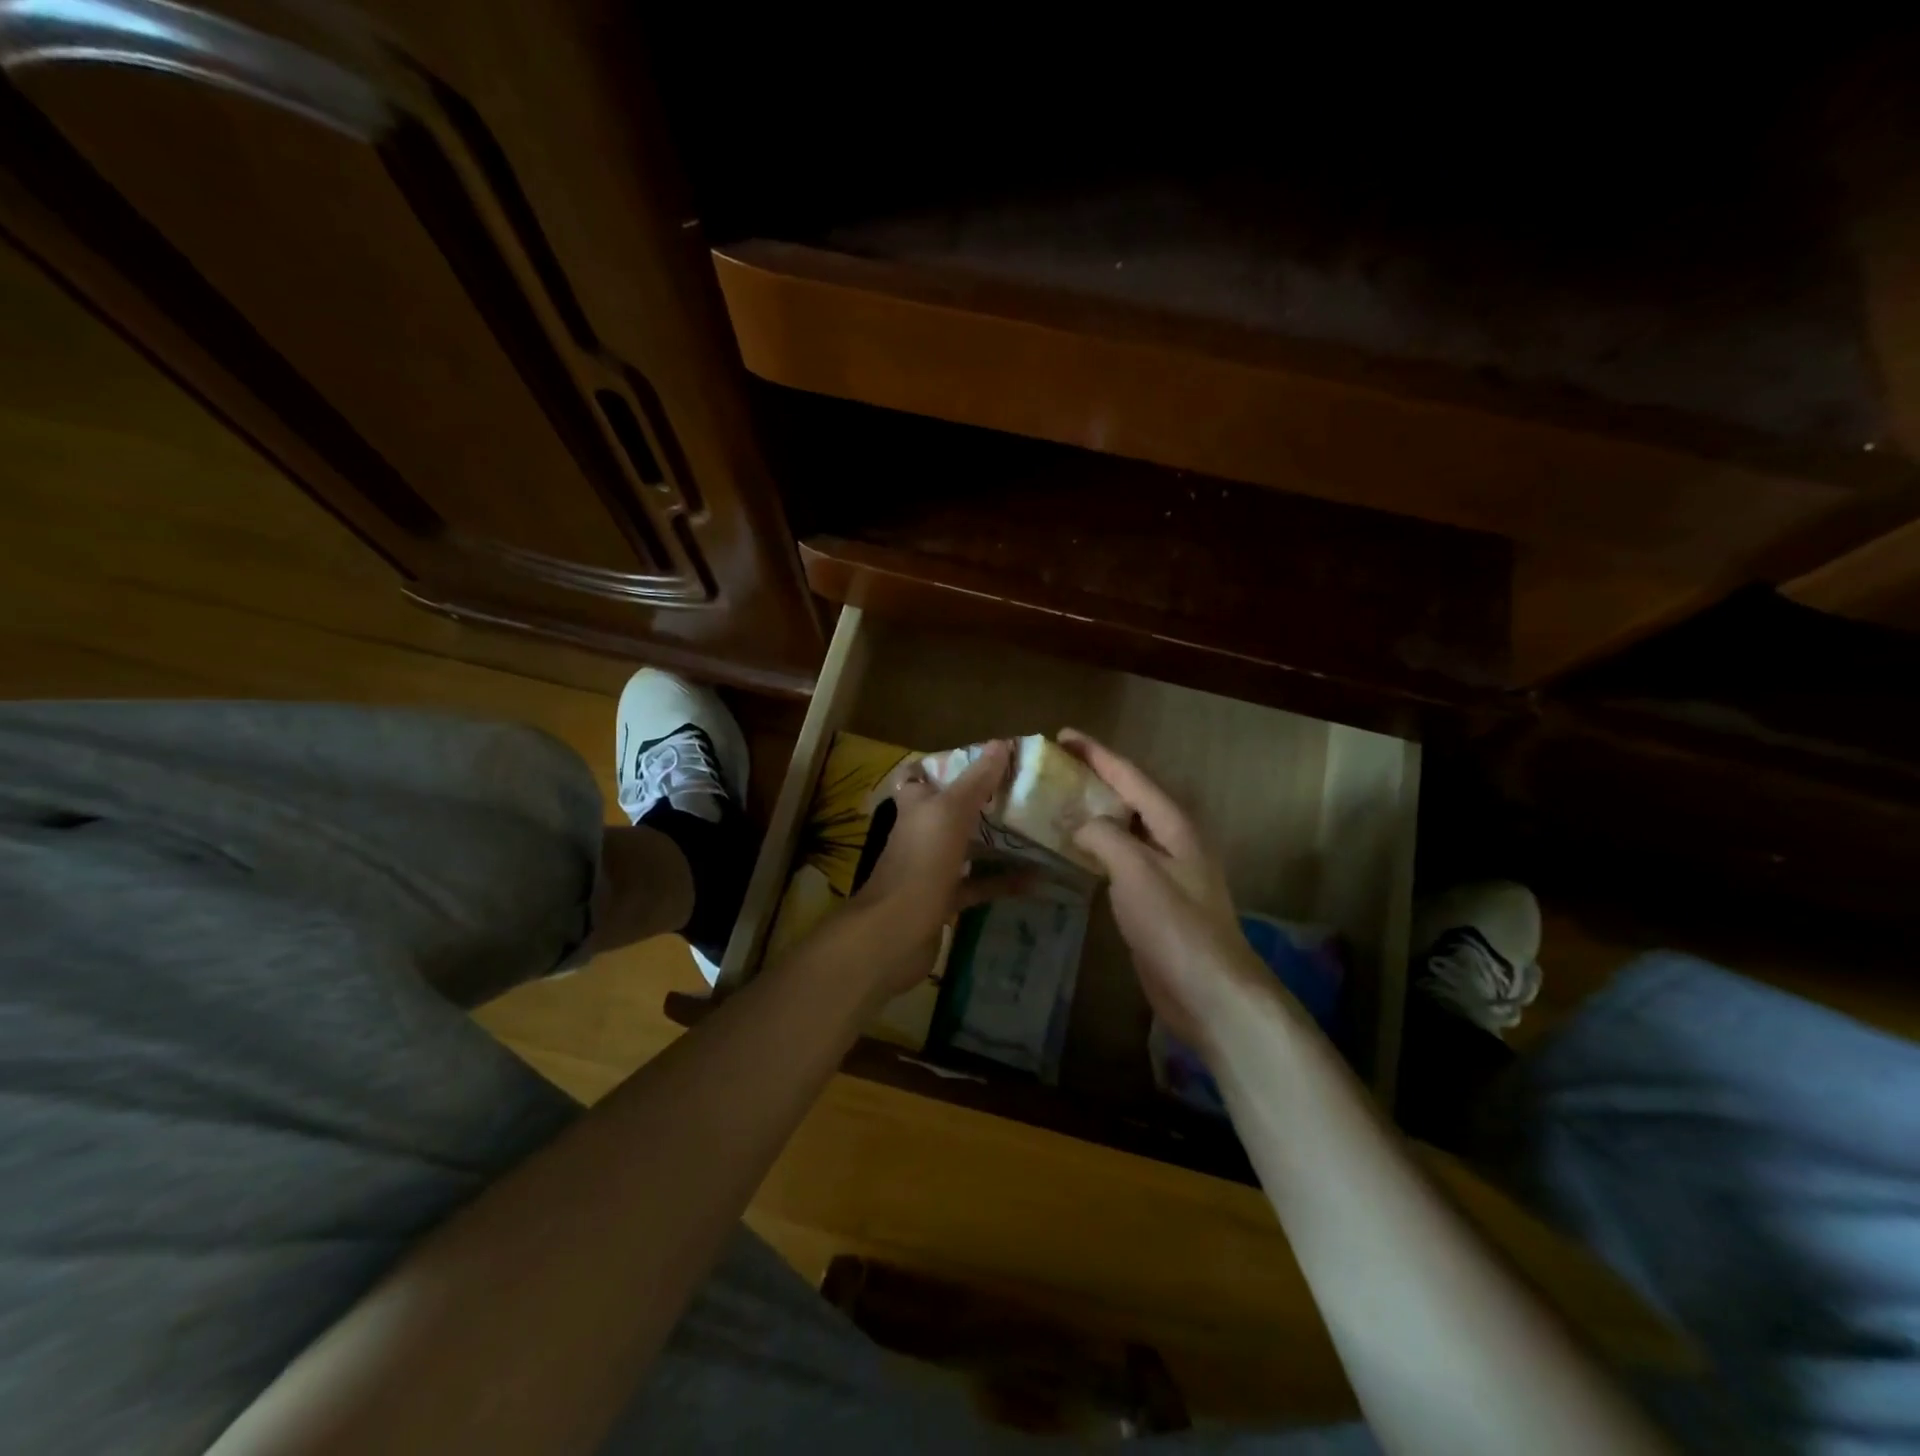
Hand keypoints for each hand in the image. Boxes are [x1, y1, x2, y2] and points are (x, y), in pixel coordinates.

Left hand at [842, 738, 1016, 1000]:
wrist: (896, 931)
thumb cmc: (921, 861)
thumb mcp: (951, 811)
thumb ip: (977, 780)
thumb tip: (1002, 743)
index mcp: (915, 805)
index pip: (921, 775)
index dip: (945, 765)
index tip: (983, 760)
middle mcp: (921, 832)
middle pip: (951, 810)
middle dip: (982, 802)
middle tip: (1022, 792)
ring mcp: (931, 867)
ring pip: (966, 847)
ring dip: (995, 841)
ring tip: (1034, 830)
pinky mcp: (943, 899)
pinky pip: (978, 885)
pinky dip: (1002, 882)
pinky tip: (1035, 879)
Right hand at [1059, 729, 1271, 1049]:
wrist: (1210, 992)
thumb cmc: (1175, 925)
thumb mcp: (1136, 871)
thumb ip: (1105, 837)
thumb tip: (1079, 824)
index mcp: (1174, 825)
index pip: (1130, 776)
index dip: (1096, 753)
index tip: (1063, 735)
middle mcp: (1173, 841)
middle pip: (1129, 798)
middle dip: (1094, 779)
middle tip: (1055, 768)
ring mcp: (1166, 872)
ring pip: (1124, 830)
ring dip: (1094, 814)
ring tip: (1057, 803)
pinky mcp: (1155, 901)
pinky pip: (1121, 861)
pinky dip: (1097, 849)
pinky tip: (1076, 852)